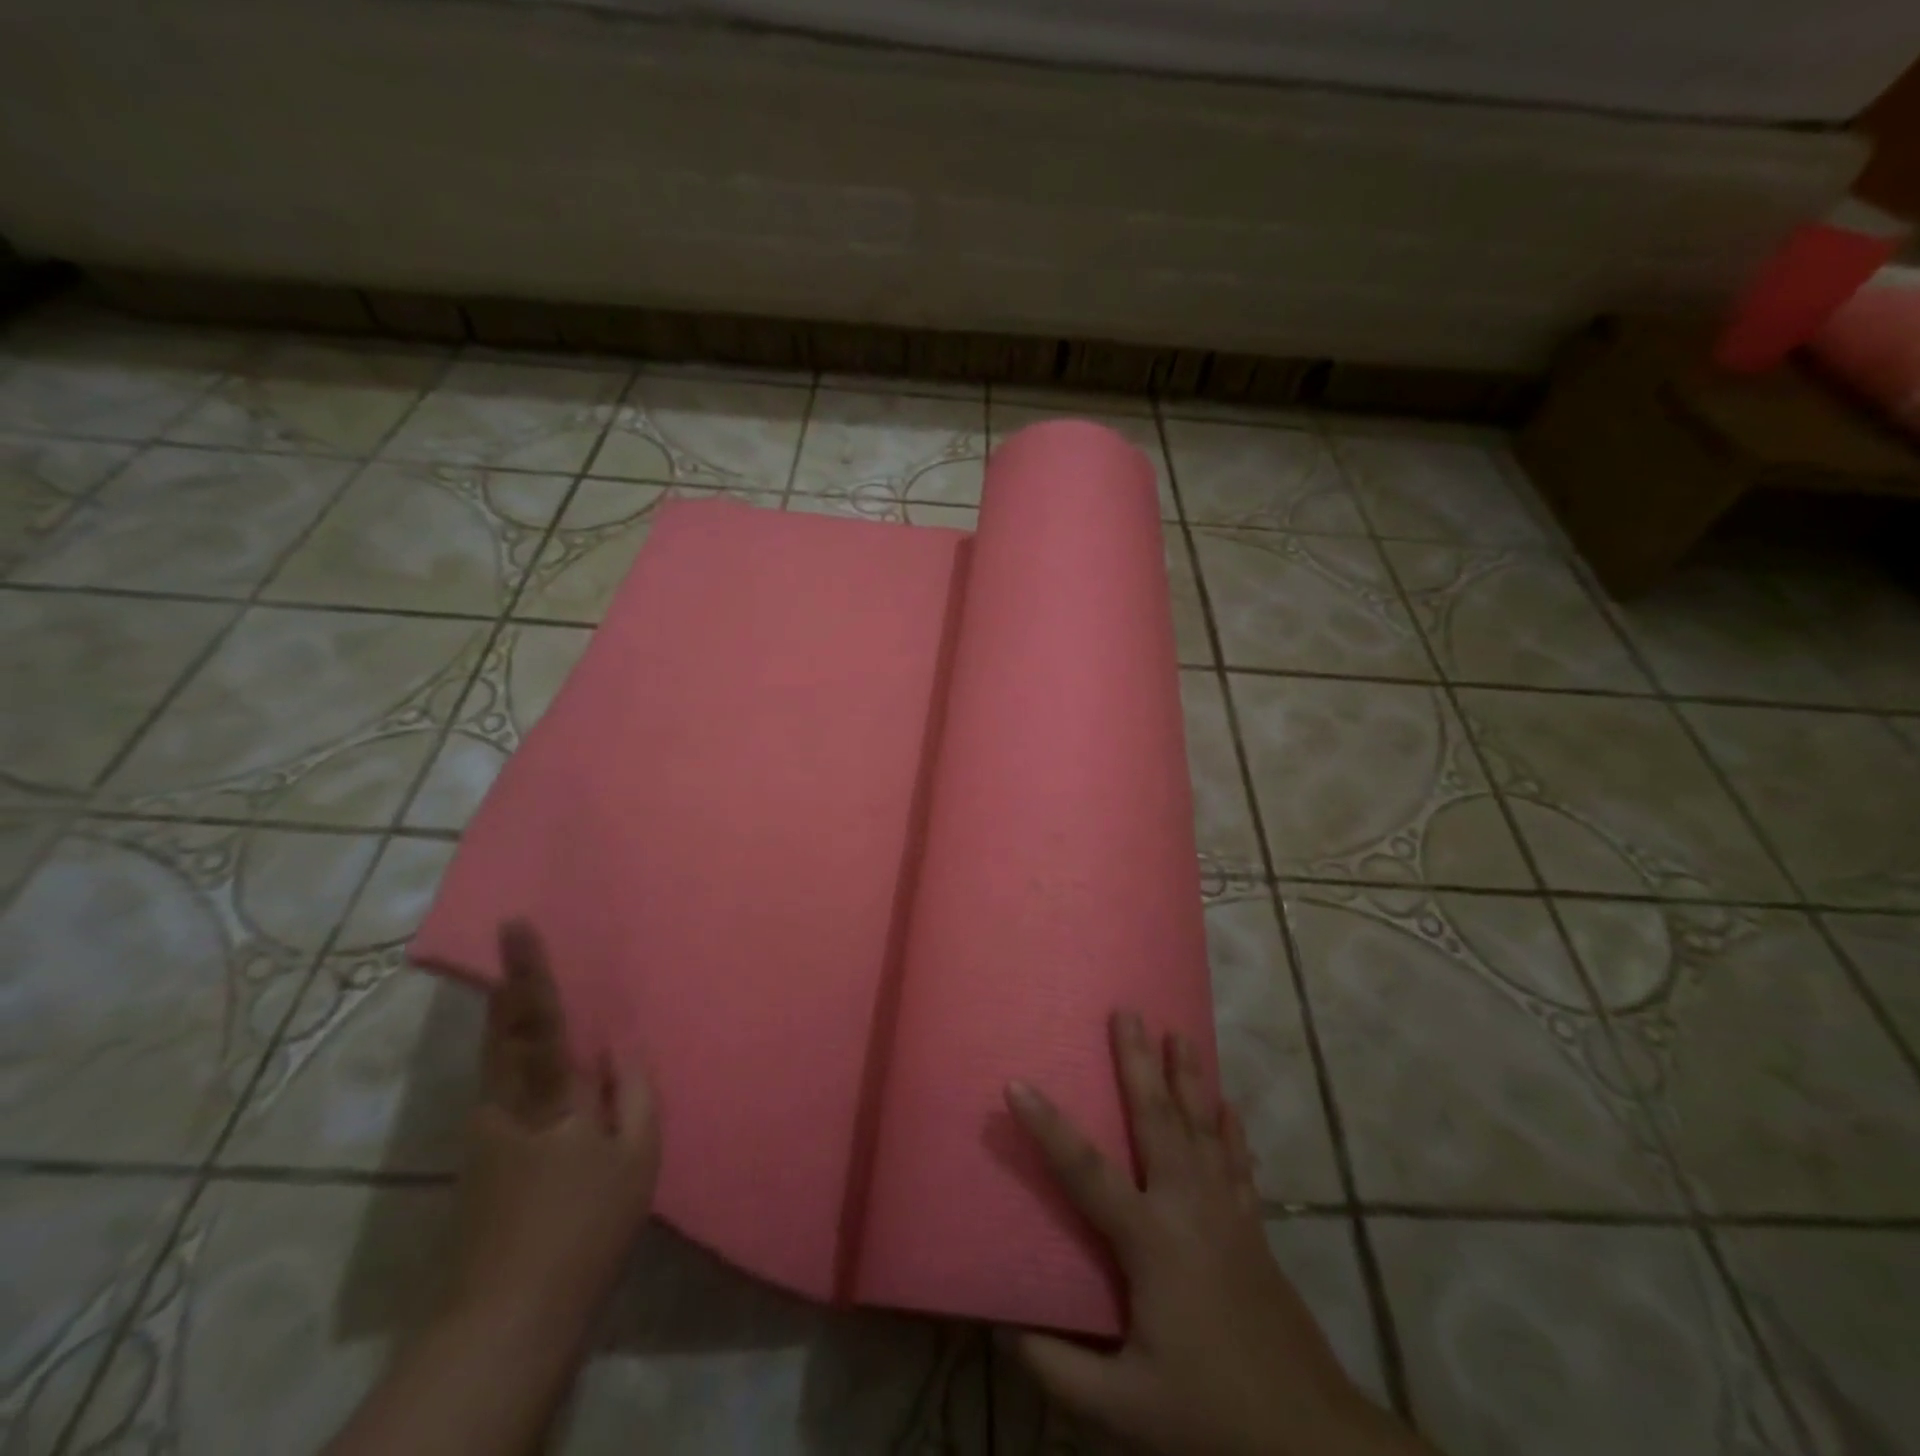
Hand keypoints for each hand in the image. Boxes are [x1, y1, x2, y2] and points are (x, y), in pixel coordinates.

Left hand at [444, 920, 660, 1336]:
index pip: (540, 1019)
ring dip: (505, 1016)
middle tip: (511, 943)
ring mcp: (484, 1133)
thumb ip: (635, 1090)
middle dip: (505, 984)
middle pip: (499, 1031)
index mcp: (550, 1099)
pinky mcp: (478, 1159)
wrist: (509, 1317)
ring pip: (493, 1057)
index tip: (515, 924)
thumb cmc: (588, 1227)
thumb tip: (620, 1041)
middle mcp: (505, 1105)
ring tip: (521, 986)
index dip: (529, 969)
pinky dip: (511, 1055)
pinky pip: (499, 1085)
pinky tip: (535, 1063)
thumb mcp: (636, 1157)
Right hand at [1005, 1012, 1429, 1455]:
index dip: (1049, 1127)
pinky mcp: (1253, 1229)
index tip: (1017, 1084)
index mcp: (1151, 1241)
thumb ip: (1058, 1371)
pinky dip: (1231, 1128)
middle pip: (1158, 1119)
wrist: (1314, 1443)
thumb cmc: (1212, 1418)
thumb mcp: (1124, 1410)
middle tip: (1127, 1011)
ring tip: (1178, 1031)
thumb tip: (1002, 1330)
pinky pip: (1238, 1162)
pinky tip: (1229, 1102)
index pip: (1086, 1171)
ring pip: (1203, 1127)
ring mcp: (1228, 1213)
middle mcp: (1189, 1207)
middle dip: (1138, 1061)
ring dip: (1188, 1076)